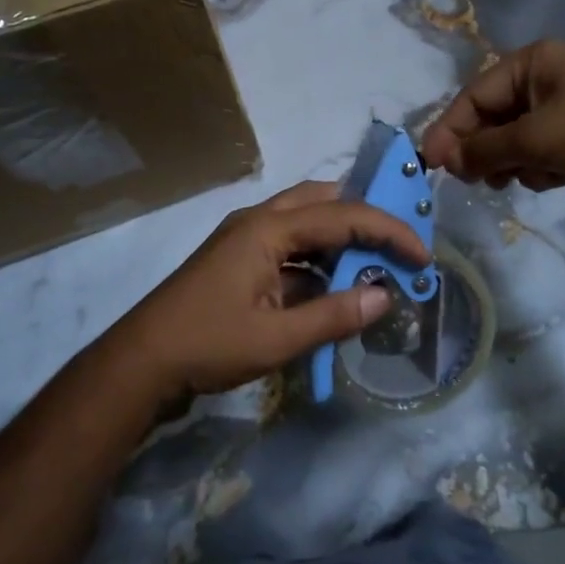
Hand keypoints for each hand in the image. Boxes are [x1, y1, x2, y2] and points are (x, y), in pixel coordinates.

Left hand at [107, 181, 430, 398]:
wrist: (141, 363)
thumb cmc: (208, 344)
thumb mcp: (277, 339)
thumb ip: (334, 315)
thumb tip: (386, 296)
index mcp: (268, 228)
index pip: (343, 216)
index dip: (388, 232)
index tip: (423, 255)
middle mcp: (258, 221)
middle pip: (323, 201)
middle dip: (364, 216)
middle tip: (398, 241)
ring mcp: (245, 239)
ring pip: (305, 222)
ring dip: (340, 239)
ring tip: (376, 263)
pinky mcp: (239, 260)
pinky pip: (289, 247)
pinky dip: (317, 261)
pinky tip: (336, 287)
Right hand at [421, 40, 564, 208]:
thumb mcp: (536, 139)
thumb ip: (485, 149)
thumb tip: (446, 160)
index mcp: (533, 64)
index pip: (475, 95)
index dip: (450, 129)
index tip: (430, 162)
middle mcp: (545, 80)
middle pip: (492, 118)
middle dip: (484, 149)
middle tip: (472, 179)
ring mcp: (563, 109)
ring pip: (514, 140)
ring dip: (513, 162)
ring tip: (519, 178)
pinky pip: (539, 153)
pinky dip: (540, 168)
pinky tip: (556, 177)